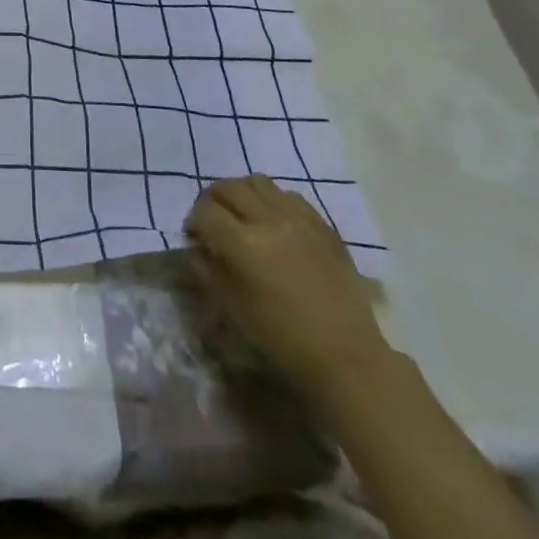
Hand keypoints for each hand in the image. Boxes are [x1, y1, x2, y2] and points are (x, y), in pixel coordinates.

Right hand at [185, 175, 389, 397]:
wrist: (345, 356)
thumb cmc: (281, 337)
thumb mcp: (231, 307)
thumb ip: (206, 268)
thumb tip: (195, 245)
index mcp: (244, 244)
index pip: (205, 211)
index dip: (193, 221)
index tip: (195, 237)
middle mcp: (270, 220)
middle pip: (228, 187)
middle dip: (212, 200)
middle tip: (213, 221)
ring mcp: (299, 219)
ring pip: (258, 182)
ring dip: (242, 194)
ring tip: (242, 215)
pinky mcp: (322, 224)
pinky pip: (288, 195)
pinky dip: (272, 201)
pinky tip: (274, 223)